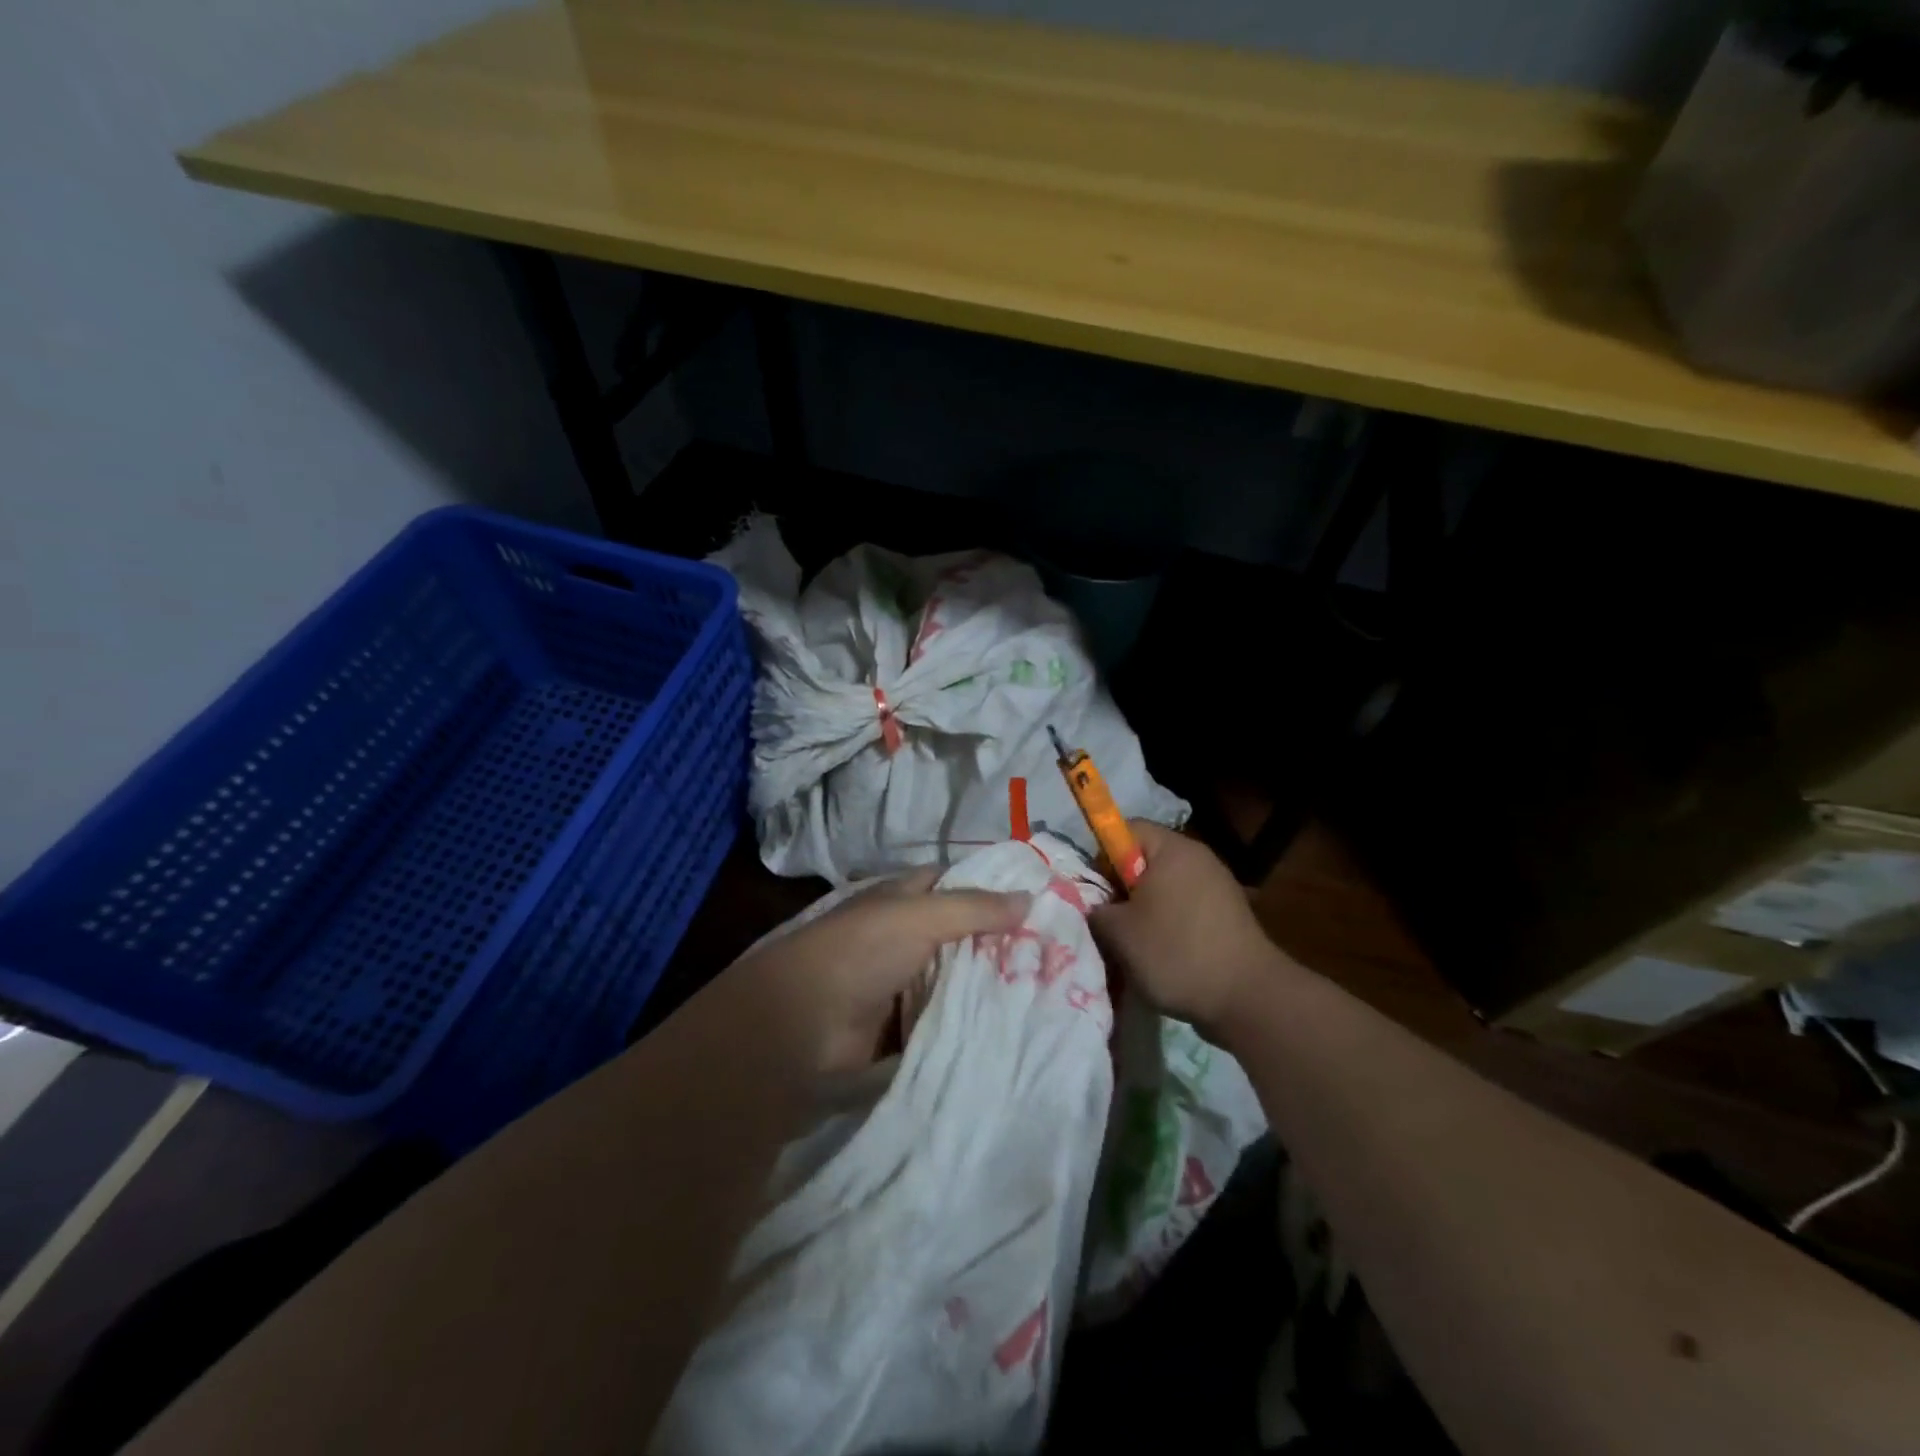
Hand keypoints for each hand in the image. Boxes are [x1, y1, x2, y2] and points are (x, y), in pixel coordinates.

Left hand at [727, 869, 1029, 1079]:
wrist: (804, 1025)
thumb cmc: (861, 952)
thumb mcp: (919, 916)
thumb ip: (974, 908)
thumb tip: (1030, 896)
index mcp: (901, 899)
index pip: (952, 883)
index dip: (989, 886)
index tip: (1038, 898)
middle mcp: (903, 935)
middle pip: (960, 933)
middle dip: (999, 940)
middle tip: (1058, 951)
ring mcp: (903, 982)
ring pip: (956, 976)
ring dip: (990, 983)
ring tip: (1050, 988)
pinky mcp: (904, 1025)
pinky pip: (946, 1016)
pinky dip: (972, 1019)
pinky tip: (1015, 1023)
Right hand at [1089, 822, 1280, 1035]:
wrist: (1248, 998)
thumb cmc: (1176, 952)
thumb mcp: (1118, 933)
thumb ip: (1097, 910)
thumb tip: (1098, 907)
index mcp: (1173, 849)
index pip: (1126, 830)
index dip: (1103, 856)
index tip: (1097, 891)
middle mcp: (1199, 858)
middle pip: (1146, 859)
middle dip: (1123, 888)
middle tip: (1111, 921)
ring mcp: (1219, 885)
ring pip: (1166, 887)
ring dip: (1146, 911)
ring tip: (1136, 944)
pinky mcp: (1229, 914)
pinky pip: (1186, 908)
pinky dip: (1171, 925)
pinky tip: (1165, 956)